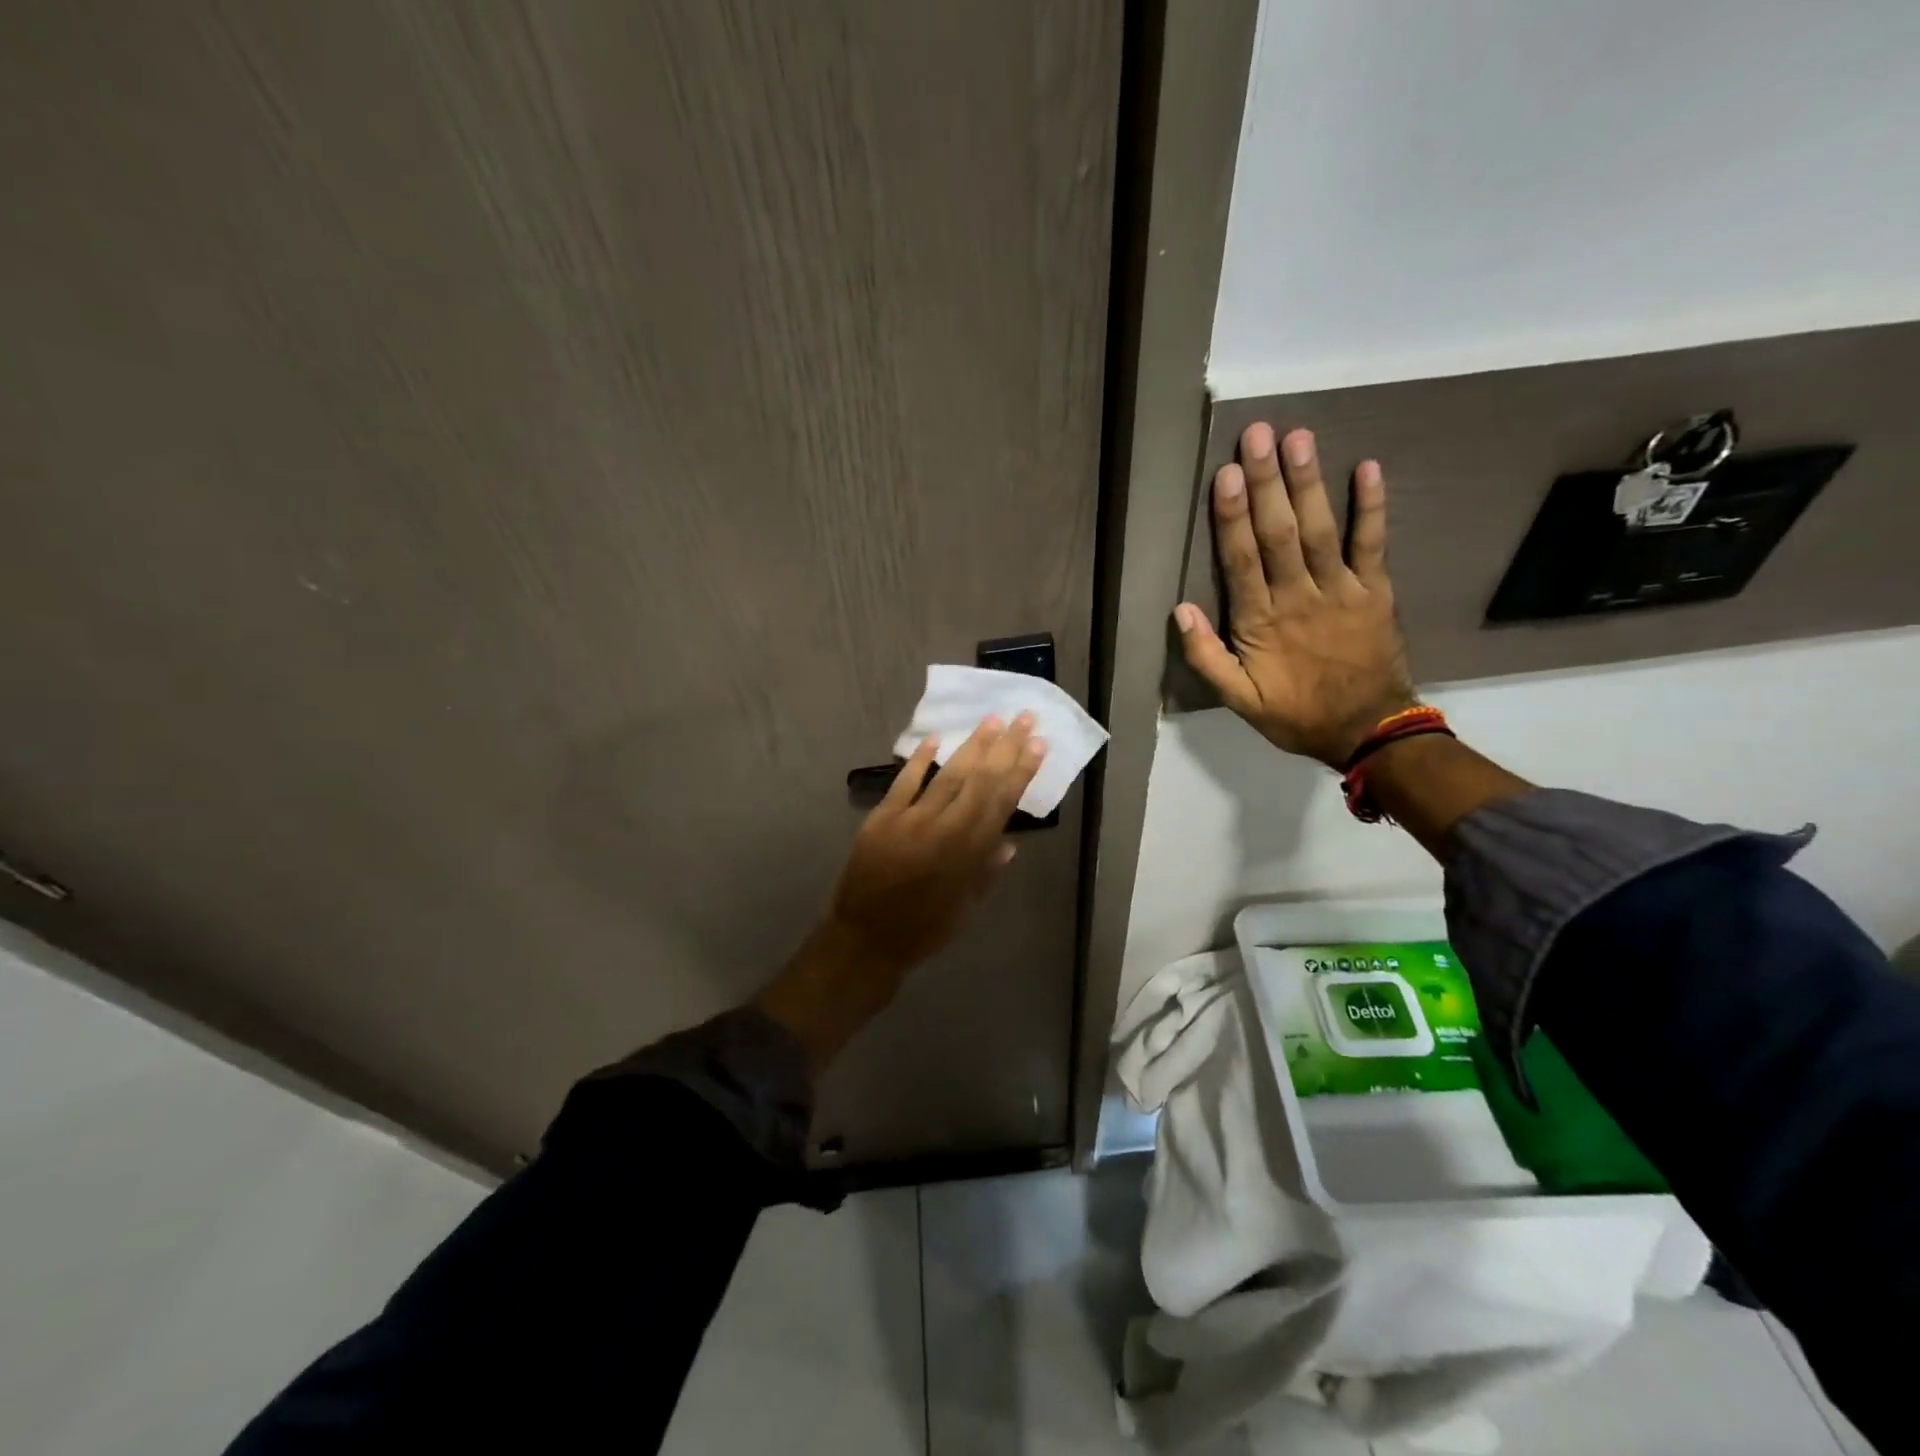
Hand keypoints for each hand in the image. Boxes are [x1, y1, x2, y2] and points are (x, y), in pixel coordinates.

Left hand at [755, 714, 1046, 1074]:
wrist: (864, 940)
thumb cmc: (922, 931)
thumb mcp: (964, 909)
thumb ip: (986, 873)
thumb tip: (1009, 843)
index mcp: (969, 854)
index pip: (1002, 803)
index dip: (1021, 771)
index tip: (1038, 744)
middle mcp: (944, 829)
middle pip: (980, 780)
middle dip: (1005, 747)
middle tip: (1023, 716)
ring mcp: (911, 819)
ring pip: (948, 775)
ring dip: (972, 745)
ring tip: (992, 720)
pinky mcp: (882, 817)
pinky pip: (905, 782)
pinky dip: (919, 759)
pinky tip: (934, 739)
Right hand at [1175, 423, 1415, 766]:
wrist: (1368, 730)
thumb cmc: (1296, 714)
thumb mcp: (1239, 700)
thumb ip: (1207, 657)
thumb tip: (1180, 610)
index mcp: (1261, 623)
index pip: (1242, 561)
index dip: (1232, 517)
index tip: (1225, 474)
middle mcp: (1298, 597)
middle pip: (1279, 533)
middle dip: (1267, 483)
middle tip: (1259, 434)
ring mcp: (1341, 591)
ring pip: (1320, 530)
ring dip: (1309, 483)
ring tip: (1299, 437)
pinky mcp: (1375, 591)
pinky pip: (1373, 544)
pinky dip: (1371, 507)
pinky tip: (1367, 468)